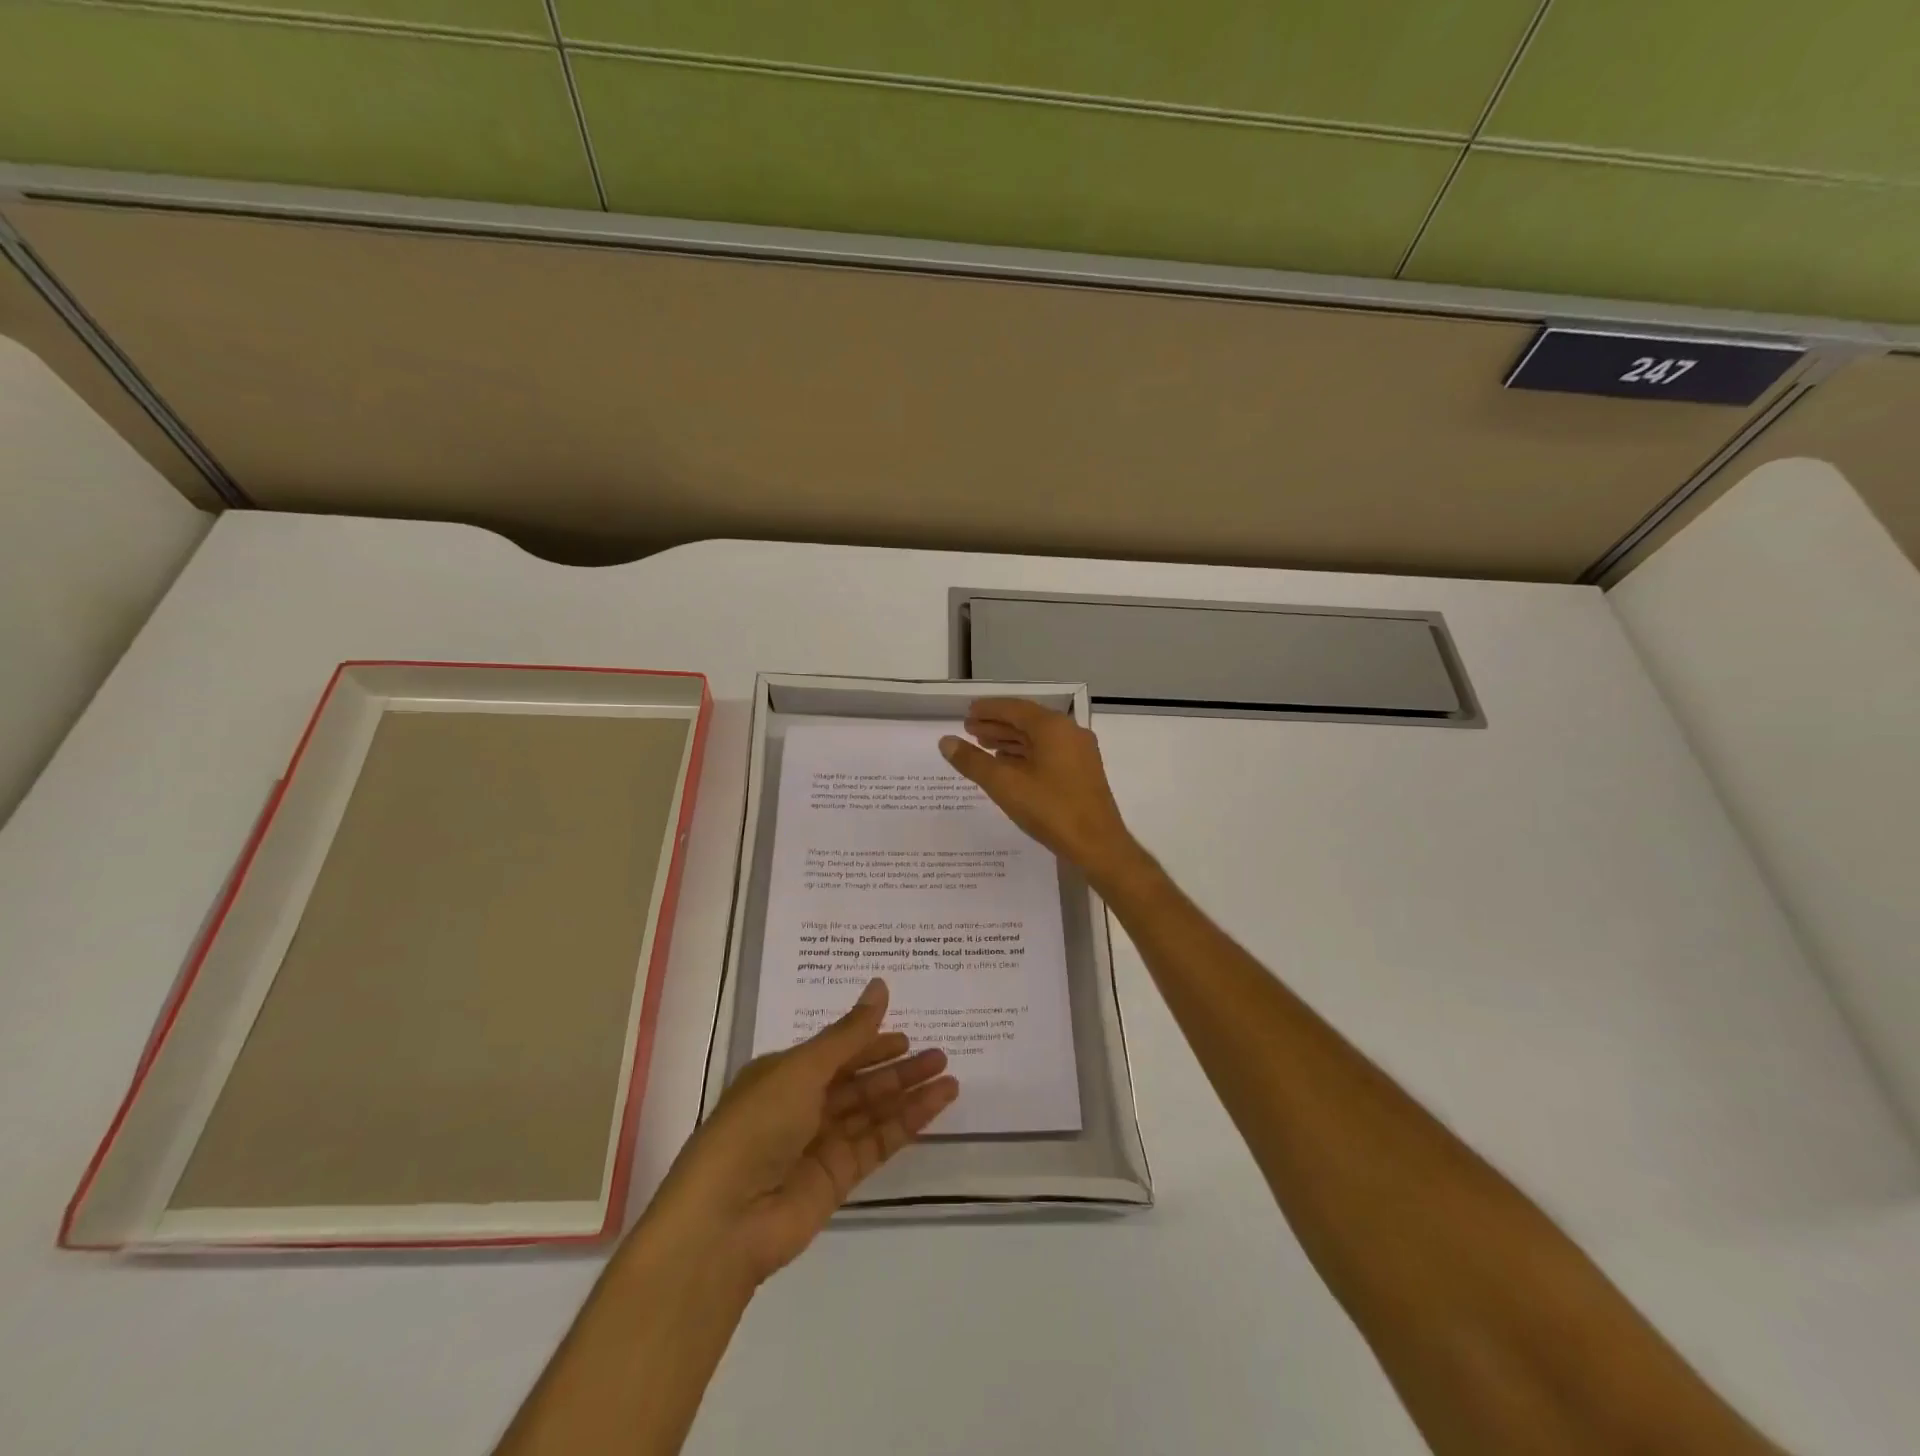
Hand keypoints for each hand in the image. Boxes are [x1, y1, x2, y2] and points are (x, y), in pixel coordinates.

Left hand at [650, 978, 956, 1285]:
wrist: (726, 1219)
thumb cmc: (757, 1125)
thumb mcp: (803, 1068)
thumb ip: (849, 1034)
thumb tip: (880, 985)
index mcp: (785, 1074)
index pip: (836, 1052)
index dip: (870, 1042)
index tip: (906, 1035)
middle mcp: (802, 1106)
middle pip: (859, 1082)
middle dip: (897, 1068)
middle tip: (939, 1055)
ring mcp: (821, 1144)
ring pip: (873, 1111)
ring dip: (909, 1094)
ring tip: (950, 1077)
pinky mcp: (838, 1178)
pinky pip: (879, 1142)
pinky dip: (908, 1123)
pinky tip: (936, 1105)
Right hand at [939, 698, 1147, 885]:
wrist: (1097, 845)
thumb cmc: (1050, 809)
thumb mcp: (1004, 784)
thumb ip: (973, 761)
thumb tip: (946, 742)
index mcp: (1052, 728)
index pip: (1014, 709)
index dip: (988, 710)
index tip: (967, 713)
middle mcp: (1069, 733)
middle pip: (1027, 721)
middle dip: (997, 725)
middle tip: (969, 730)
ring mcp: (1079, 753)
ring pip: (1038, 738)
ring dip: (1010, 740)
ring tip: (983, 746)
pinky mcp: (1082, 772)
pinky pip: (1048, 753)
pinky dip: (1025, 754)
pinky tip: (1009, 765)